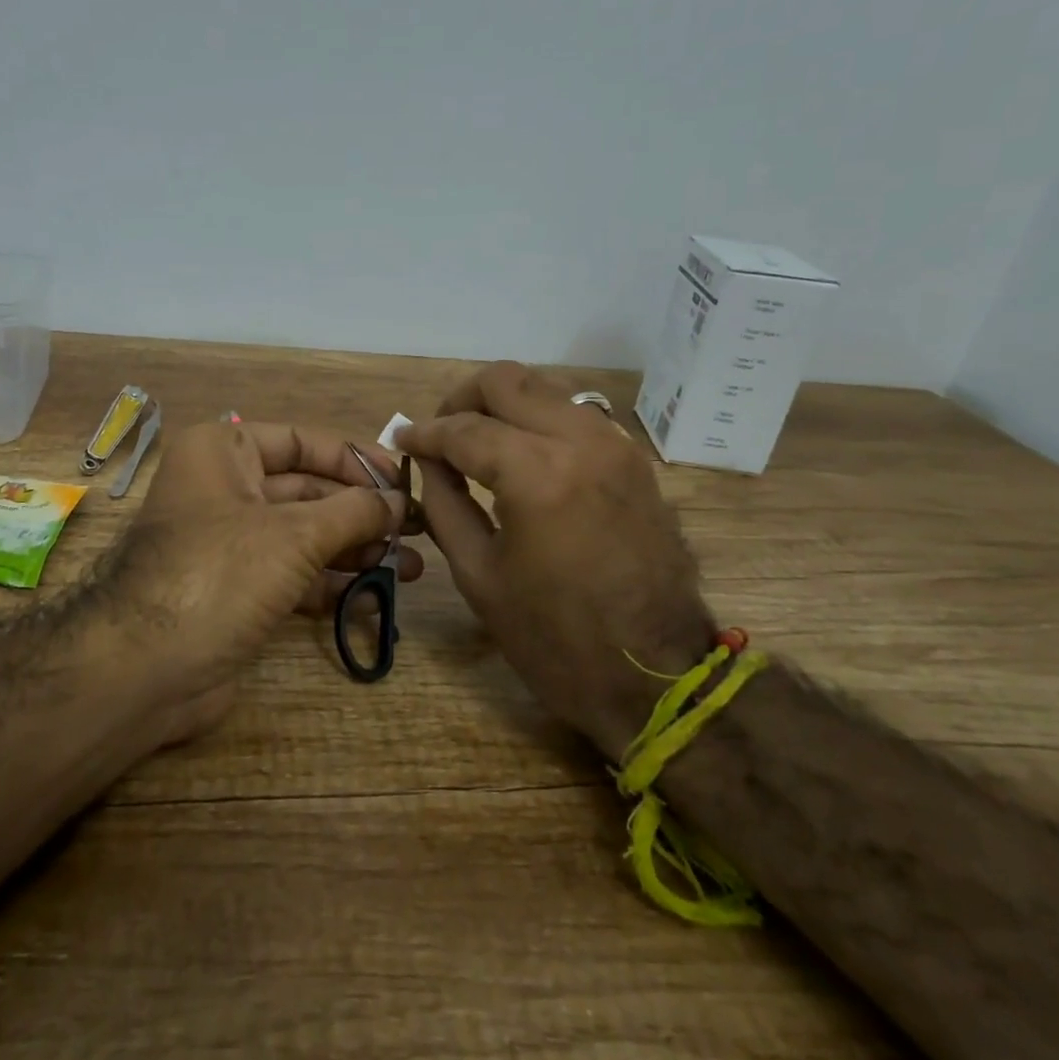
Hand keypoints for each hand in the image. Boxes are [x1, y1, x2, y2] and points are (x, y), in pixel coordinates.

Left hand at [111, 419, 423, 742]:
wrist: (144, 669)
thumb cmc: (218, 574)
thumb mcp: (294, 534)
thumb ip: (354, 512)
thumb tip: (398, 501)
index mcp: (224, 452)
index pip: (302, 441)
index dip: (356, 459)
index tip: (404, 481)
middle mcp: (225, 489)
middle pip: (308, 490)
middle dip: (363, 512)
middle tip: (418, 530)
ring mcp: (230, 543)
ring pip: (305, 535)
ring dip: (356, 549)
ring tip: (414, 566)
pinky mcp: (237, 590)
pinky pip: (294, 575)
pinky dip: (332, 582)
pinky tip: (376, 593)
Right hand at [399, 362, 714, 760]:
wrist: (656, 677)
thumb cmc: (554, 638)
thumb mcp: (479, 574)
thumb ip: (443, 503)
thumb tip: (428, 461)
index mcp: (536, 474)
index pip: (463, 429)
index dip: (424, 433)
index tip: (402, 439)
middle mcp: (580, 441)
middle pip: (507, 381)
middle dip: (462, 400)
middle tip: (440, 434)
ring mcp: (616, 446)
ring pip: (545, 390)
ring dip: (503, 406)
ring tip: (476, 444)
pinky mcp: (635, 461)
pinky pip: (575, 416)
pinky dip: (538, 422)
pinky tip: (521, 457)